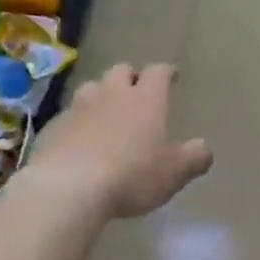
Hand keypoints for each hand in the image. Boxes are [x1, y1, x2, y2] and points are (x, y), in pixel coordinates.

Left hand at [28, 63, 212, 217]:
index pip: (158, 73)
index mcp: (146, 99)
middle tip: (136, 90)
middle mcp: (112, 94)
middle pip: (121, 71)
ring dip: (101, 94)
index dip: (166, 72)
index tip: (171, 75)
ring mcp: (79, 107)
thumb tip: (204, 148)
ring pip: (92, 88)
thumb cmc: (132, 175)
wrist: (70, 187)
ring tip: (106, 109)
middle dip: (130, 77)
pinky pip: (69, 115)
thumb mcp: (174, 172)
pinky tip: (80, 138)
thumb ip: (194, 158)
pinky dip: (78, 121)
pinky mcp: (54, 126)